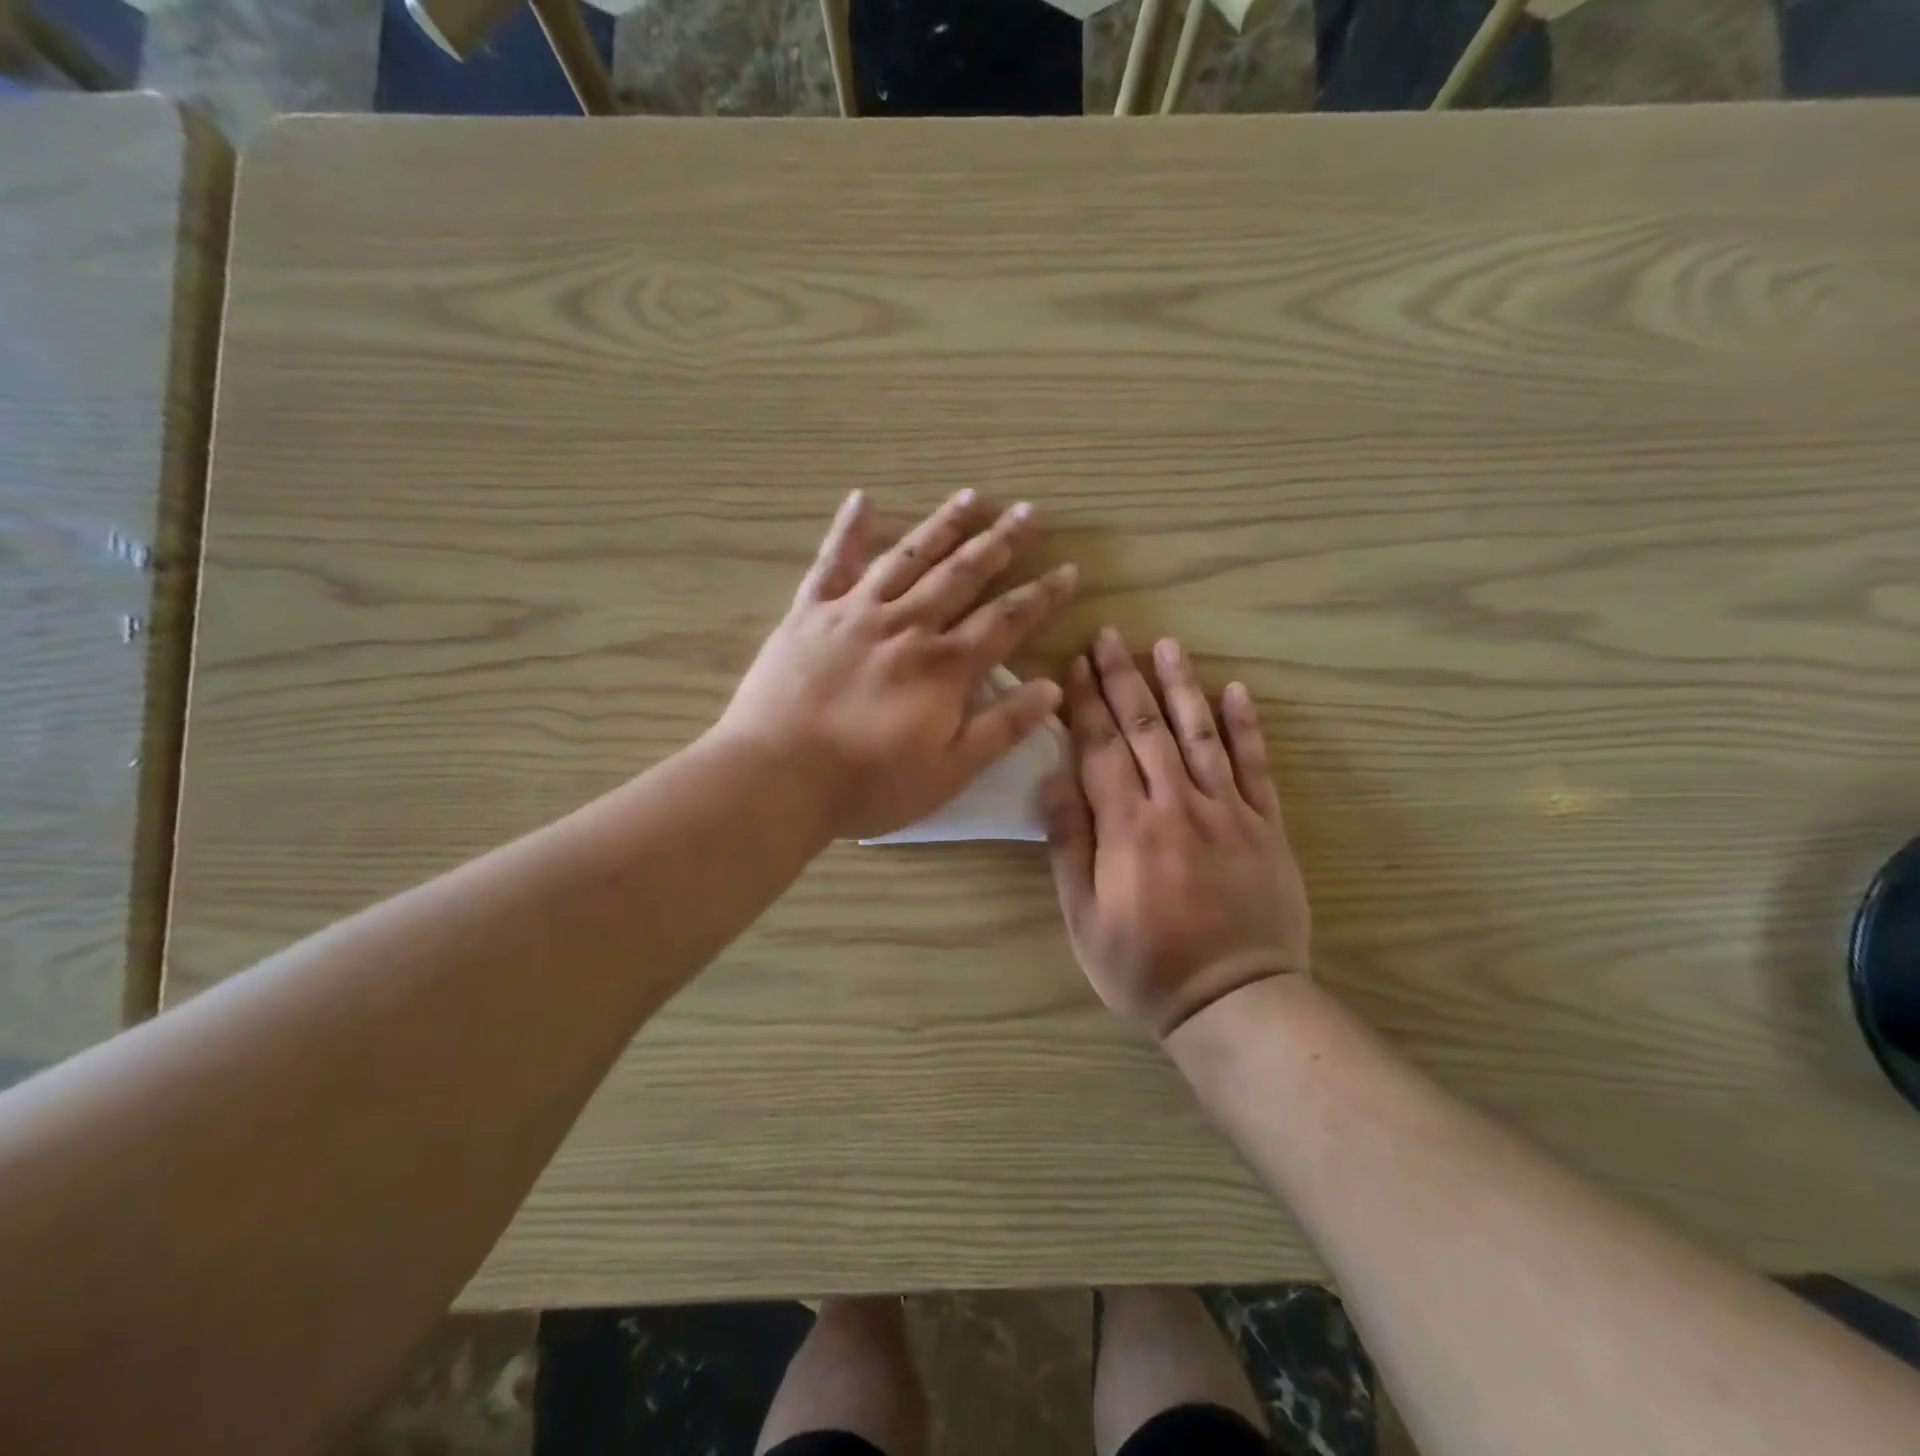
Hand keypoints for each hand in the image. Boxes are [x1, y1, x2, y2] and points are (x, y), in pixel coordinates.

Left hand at [718, 490, 1077, 841]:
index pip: (1006, 620)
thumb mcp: (949, 771)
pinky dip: (848, 529)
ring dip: (943, 526)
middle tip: (1029, 511)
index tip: (1068, 568)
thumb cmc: (868, 785)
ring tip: (971, 497)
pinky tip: (862, 498)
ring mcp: (855, 613)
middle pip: (962, 575)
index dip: (1041, 595)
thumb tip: (1052, 688)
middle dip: (1000, 542)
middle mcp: (907, 626)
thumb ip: (1001, 727)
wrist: (777, 778)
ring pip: (908, 556)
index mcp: (944, 667)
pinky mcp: (809, 614)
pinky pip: (831, 562)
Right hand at [1046, 629, 1309, 1038]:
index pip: (1100, 749)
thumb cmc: (1145, 966)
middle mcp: (1177, 805)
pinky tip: (1234, 691)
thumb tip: (1053, 781)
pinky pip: (1255, 766)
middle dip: (1123, 680)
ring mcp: (1227, 811)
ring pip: (1200, 734)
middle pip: (1146, 730)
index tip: (1073, 667)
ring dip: (1180, 686)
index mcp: (1128, 827)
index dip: (1085, 705)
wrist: (1234, 1001)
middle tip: (1109, 637)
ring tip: (1166, 645)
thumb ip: (1069, 846)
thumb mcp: (1085, 919)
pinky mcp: (1265, 825)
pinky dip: (1245, 727)